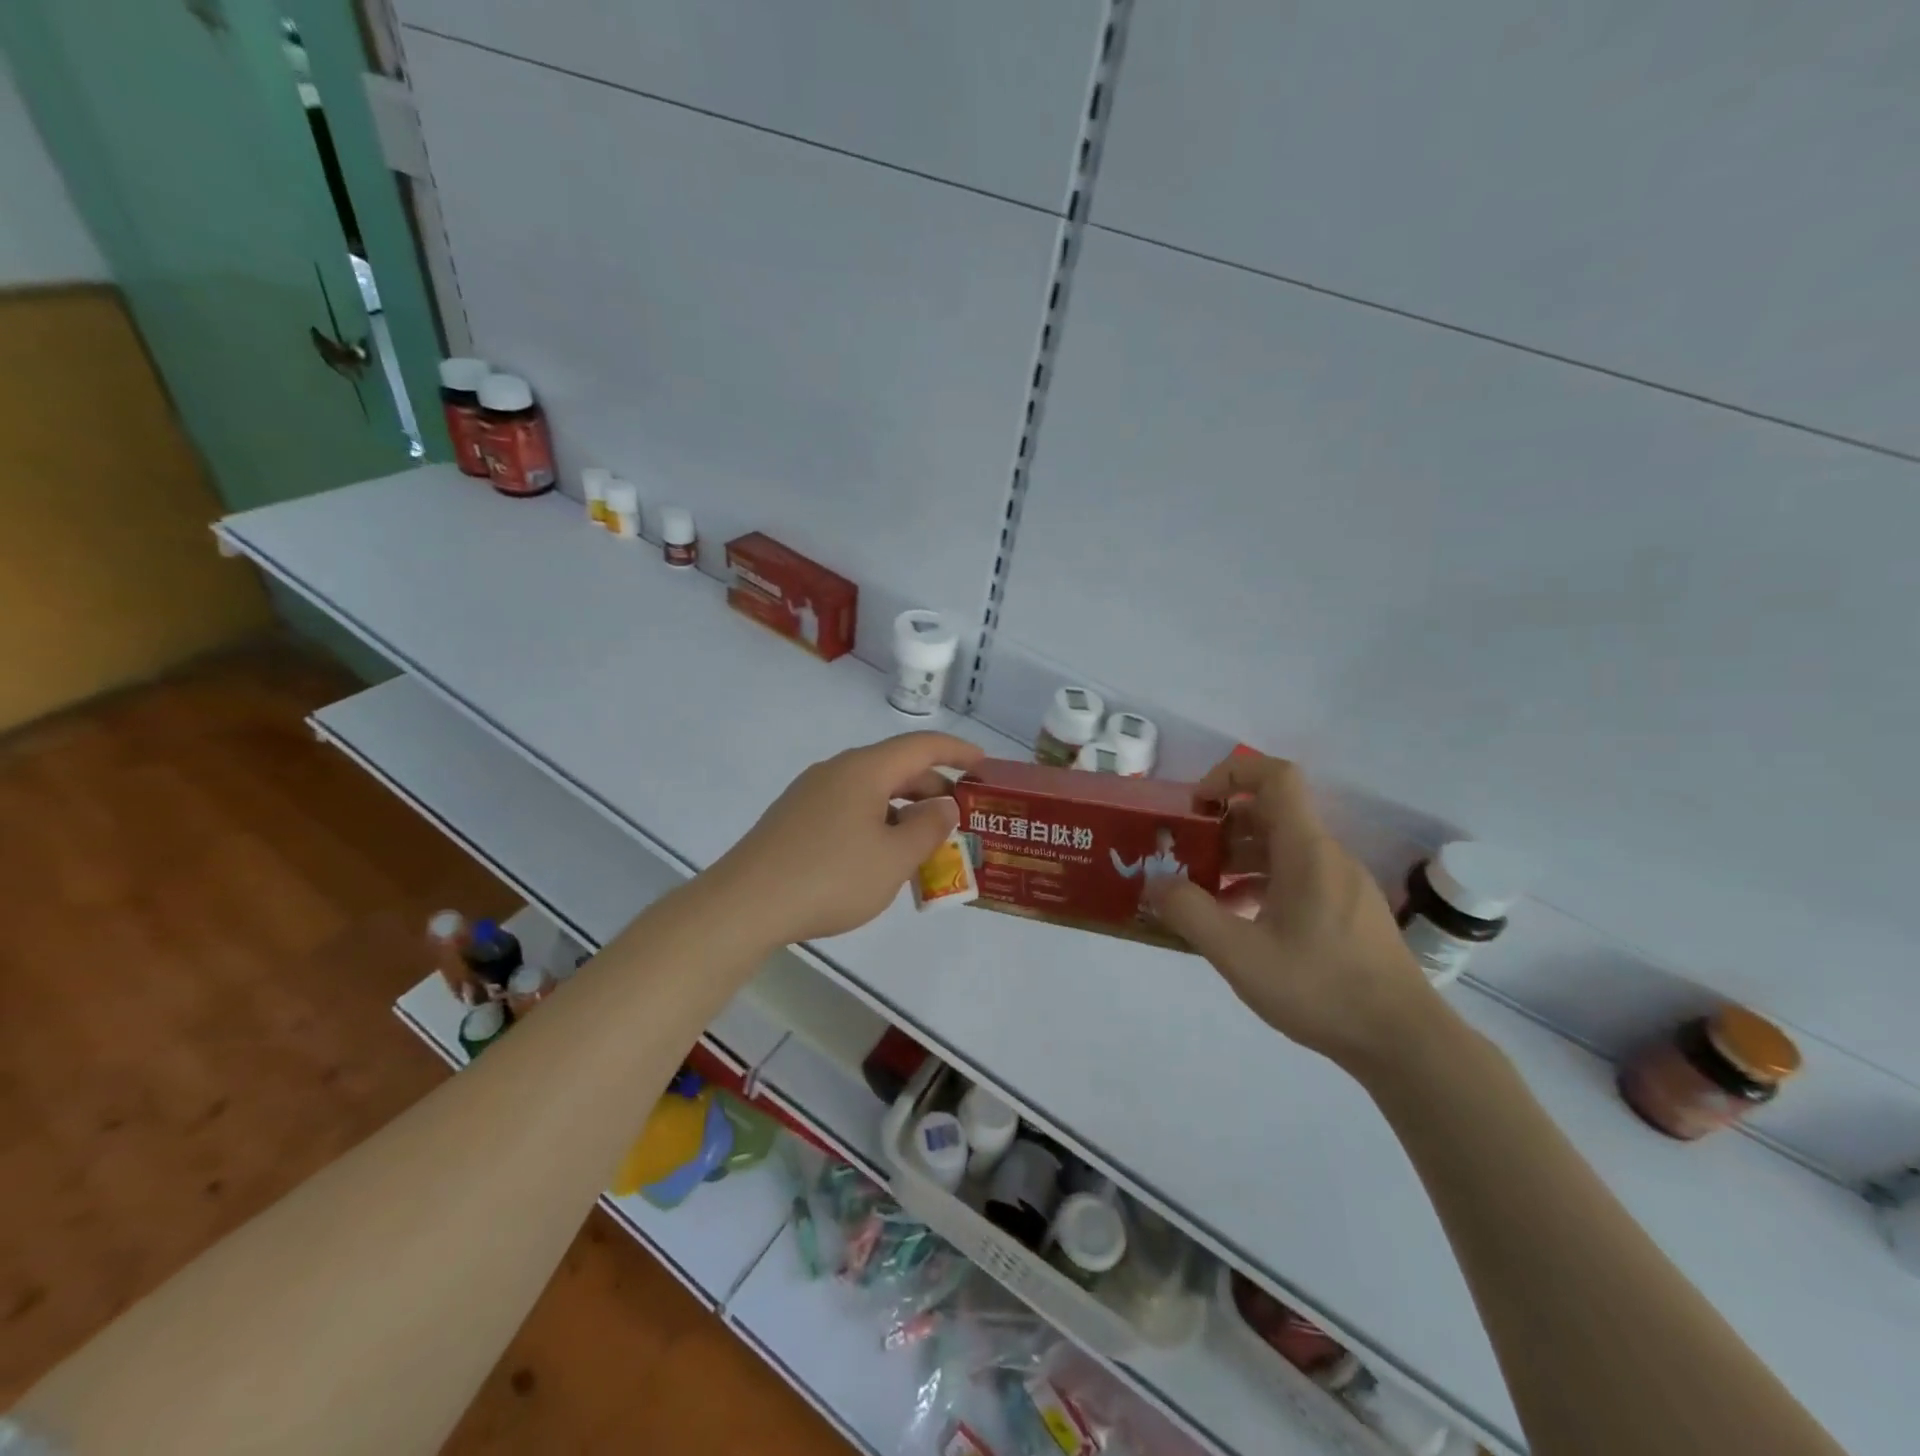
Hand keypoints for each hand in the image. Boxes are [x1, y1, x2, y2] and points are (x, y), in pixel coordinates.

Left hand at [712, 732, 984, 944]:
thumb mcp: (893, 858)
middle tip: (961, 817)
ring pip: (871, 791)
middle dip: (933, 788)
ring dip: (904, 810)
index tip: (984, 765)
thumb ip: (927, 827)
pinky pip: (849, 808)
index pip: (921, 746)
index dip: (957, 751)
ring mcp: (811, 794)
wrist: (745, 905)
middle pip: (896, 767)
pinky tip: (881, 856)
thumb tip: (943, 804)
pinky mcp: (795, 818)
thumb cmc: (830, 877)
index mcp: (864, 770)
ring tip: (925, 843)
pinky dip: (877, 822)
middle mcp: (837, 771)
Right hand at [1146, 753, 1445, 1071]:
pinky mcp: (1348, 910)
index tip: (1195, 805)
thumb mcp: (1239, 954)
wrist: (1404, 1042)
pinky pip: (1297, 876)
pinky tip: (1239, 920)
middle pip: (1271, 813)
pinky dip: (1261, 882)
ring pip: (1282, 847)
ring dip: (1238, 857)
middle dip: (1221, 825)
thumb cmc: (1321, 988)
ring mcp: (1342, 883)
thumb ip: (1190, 913)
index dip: (1231, 774)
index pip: (1275, 777)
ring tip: (1203, 891)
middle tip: (1185, 855)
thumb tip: (1155, 884)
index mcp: (1306, 850)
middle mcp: (1327, 855)